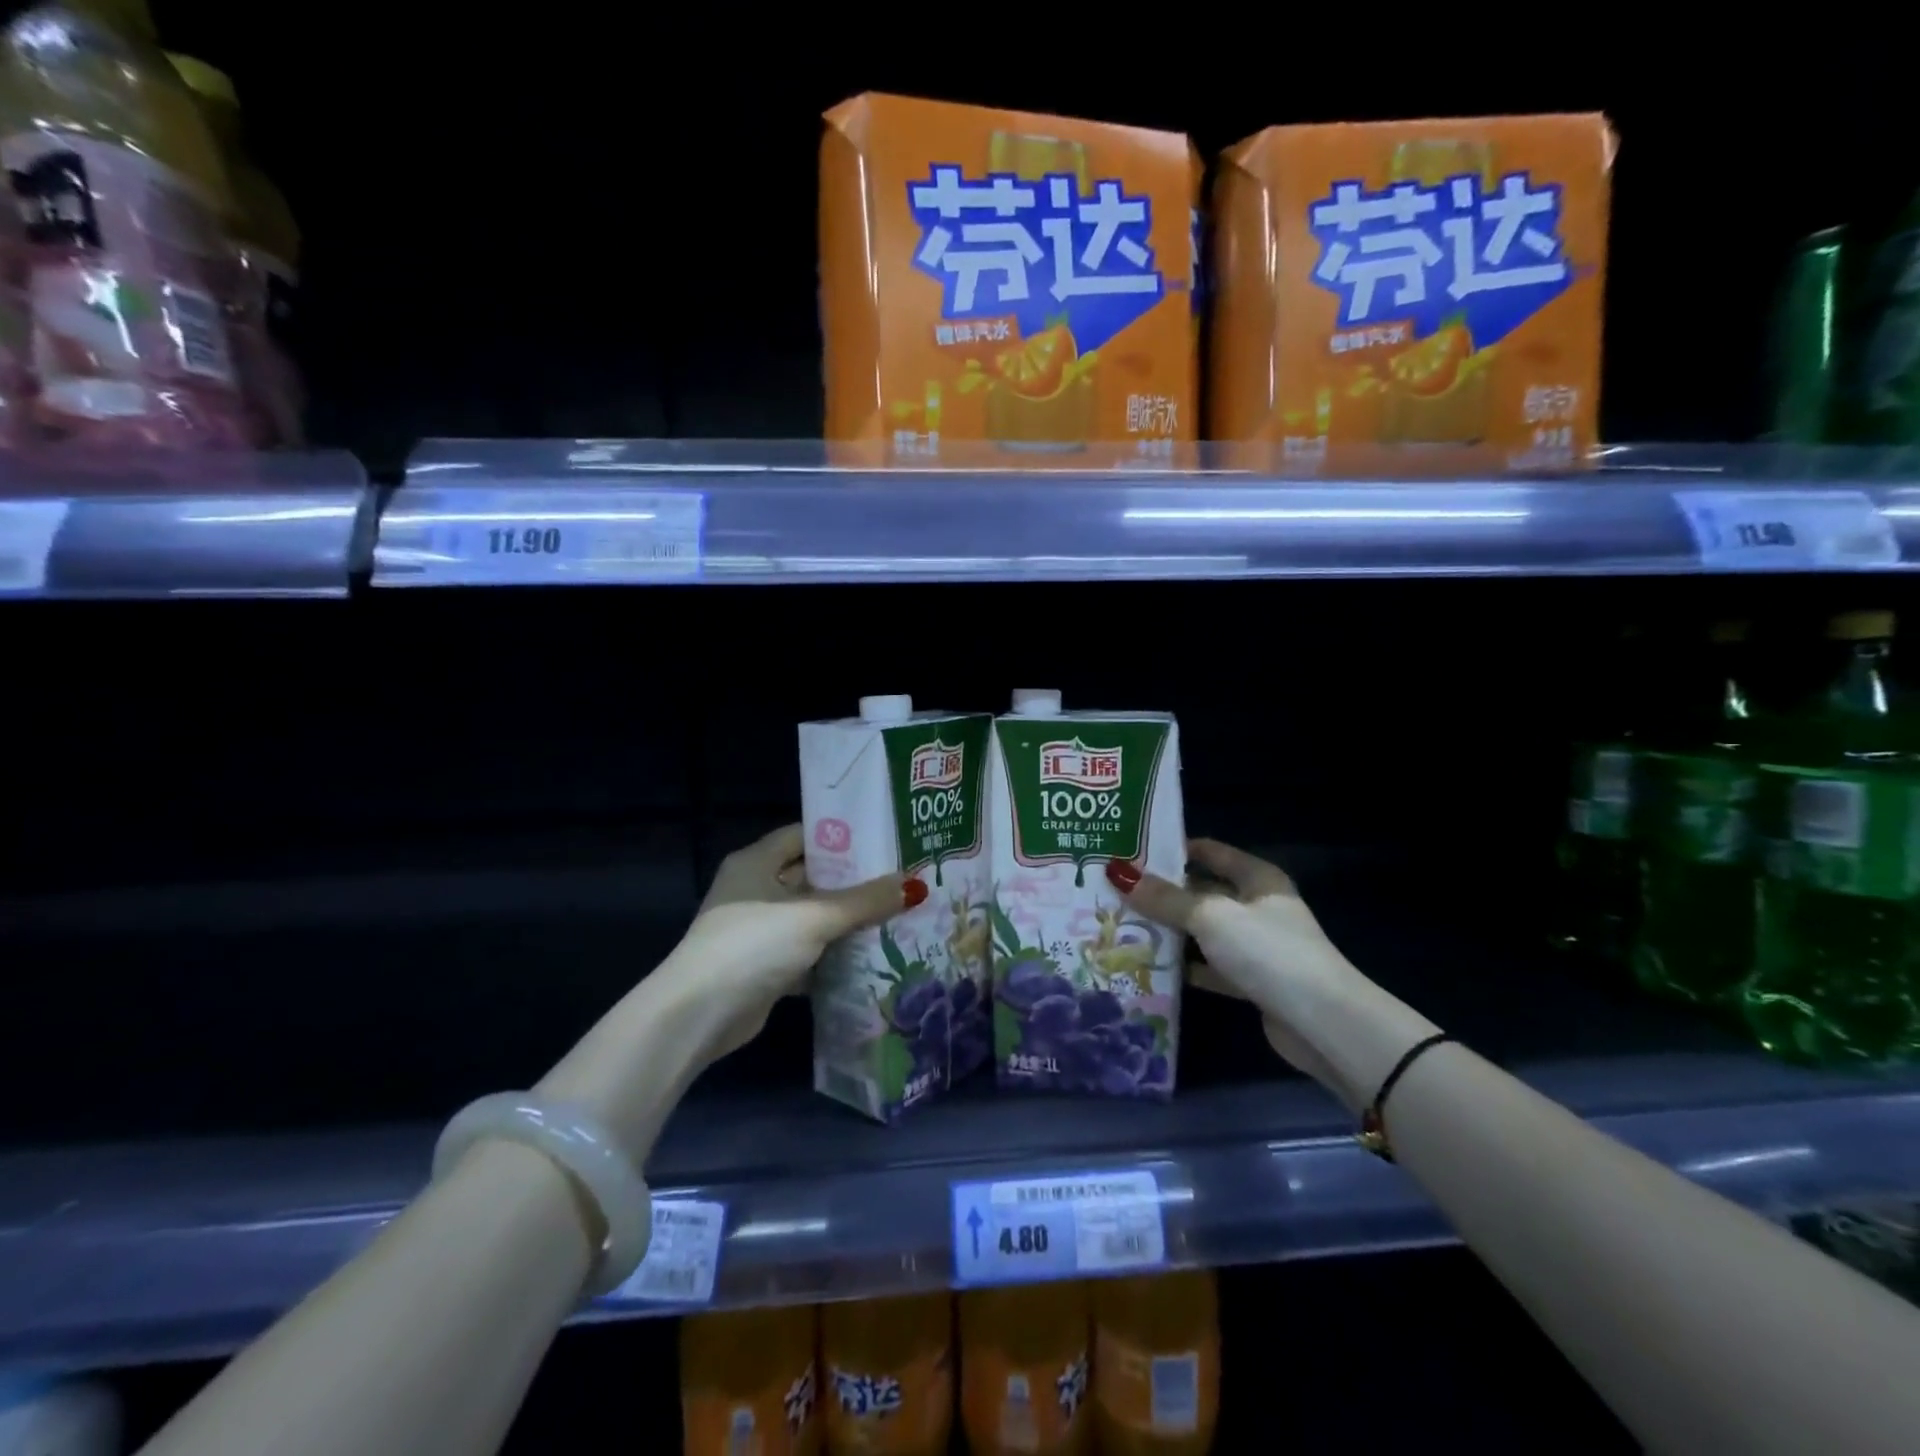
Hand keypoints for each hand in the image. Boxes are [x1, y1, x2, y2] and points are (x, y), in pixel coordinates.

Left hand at [674, 825, 926, 1060]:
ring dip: (847, 920)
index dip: (843, 836)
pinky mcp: (765, 966)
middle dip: (854, 881)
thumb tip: (916, 885)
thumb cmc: (753, 945)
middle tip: (901, 879)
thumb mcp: (814, 916)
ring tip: (897, 914)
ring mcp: (759, 930)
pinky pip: (808, 951)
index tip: (885, 840)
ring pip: (813, 917)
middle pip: (812, 876)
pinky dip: (833, 954)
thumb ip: (864, 901)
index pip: (805, 835)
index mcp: (757, 862)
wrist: (699, 1015)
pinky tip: (872, 956)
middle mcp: (756, 889)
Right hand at [1106, 838, 1366, 1097]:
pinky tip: (1149, 967)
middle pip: (1202, 891)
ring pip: (1202, 931)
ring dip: (1169, 931)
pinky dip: (1184, 967)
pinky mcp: (1251, 982)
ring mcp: (1255, 946)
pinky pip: (1209, 966)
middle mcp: (1257, 907)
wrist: (1323, 1024)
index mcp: (1257, 879)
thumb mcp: (1210, 916)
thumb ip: (1164, 898)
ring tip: (1120, 925)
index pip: (1209, 851)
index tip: (1130, 850)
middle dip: (1162, 892)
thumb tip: (1115, 872)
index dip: (1173, 848)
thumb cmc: (1268, 952)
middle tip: (1113, 890)